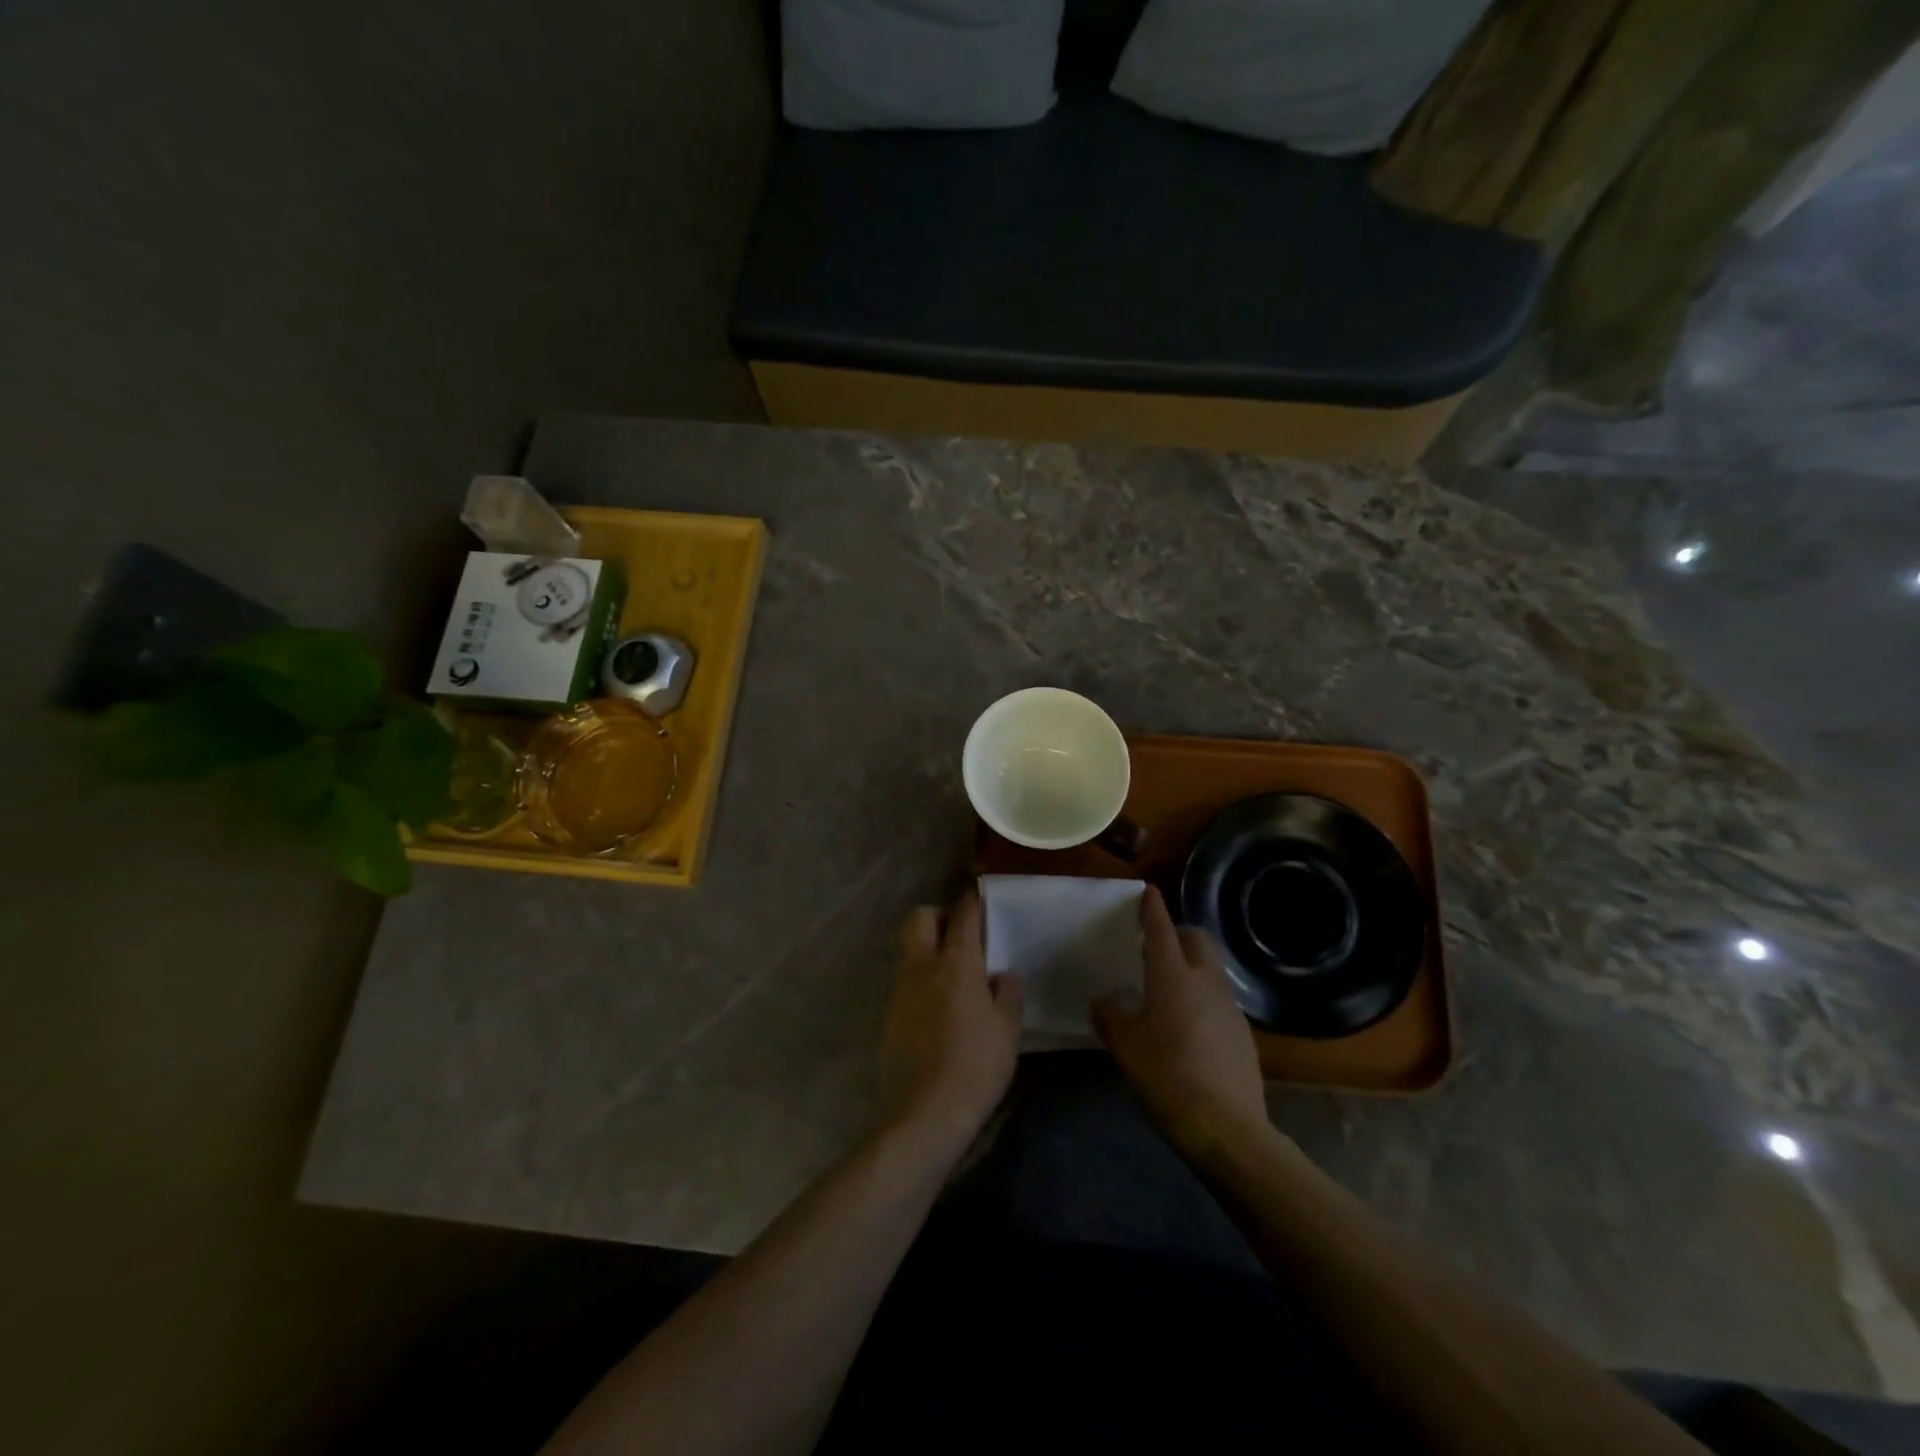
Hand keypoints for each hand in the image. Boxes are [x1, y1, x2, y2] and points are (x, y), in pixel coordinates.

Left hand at [877, 891, 1022, 1152]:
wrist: (924, 1112)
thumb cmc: (976, 1066)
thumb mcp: (1008, 1030)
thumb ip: (1007, 994)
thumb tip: (1001, 975)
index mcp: (957, 963)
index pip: (963, 915)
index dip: (971, 901)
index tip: (979, 897)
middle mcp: (923, 966)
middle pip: (919, 918)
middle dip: (937, 916)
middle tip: (958, 935)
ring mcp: (900, 990)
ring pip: (908, 950)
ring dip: (926, 949)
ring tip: (951, 975)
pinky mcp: (888, 1015)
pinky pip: (904, 982)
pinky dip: (919, 981)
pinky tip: (936, 1009)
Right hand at [1093, 887, 1270, 1160]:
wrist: (1227, 1128)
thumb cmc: (1167, 1076)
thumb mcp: (1125, 1047)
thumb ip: (1110, 1016)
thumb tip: (1104, 1001)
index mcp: (1173, 976)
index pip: (1162, 929)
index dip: (1153, 908)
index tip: (1148, 891)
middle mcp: (1206, 982)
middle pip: (1198, 940)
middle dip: (1179, 933)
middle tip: (1156, 947)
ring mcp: (1230, 1007)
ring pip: (1212, 970)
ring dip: (1193, 966)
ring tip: (1169, 989)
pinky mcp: (1244, 1034)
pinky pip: (1220, 1000)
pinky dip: (1203, 998)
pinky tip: (1188, 1027)